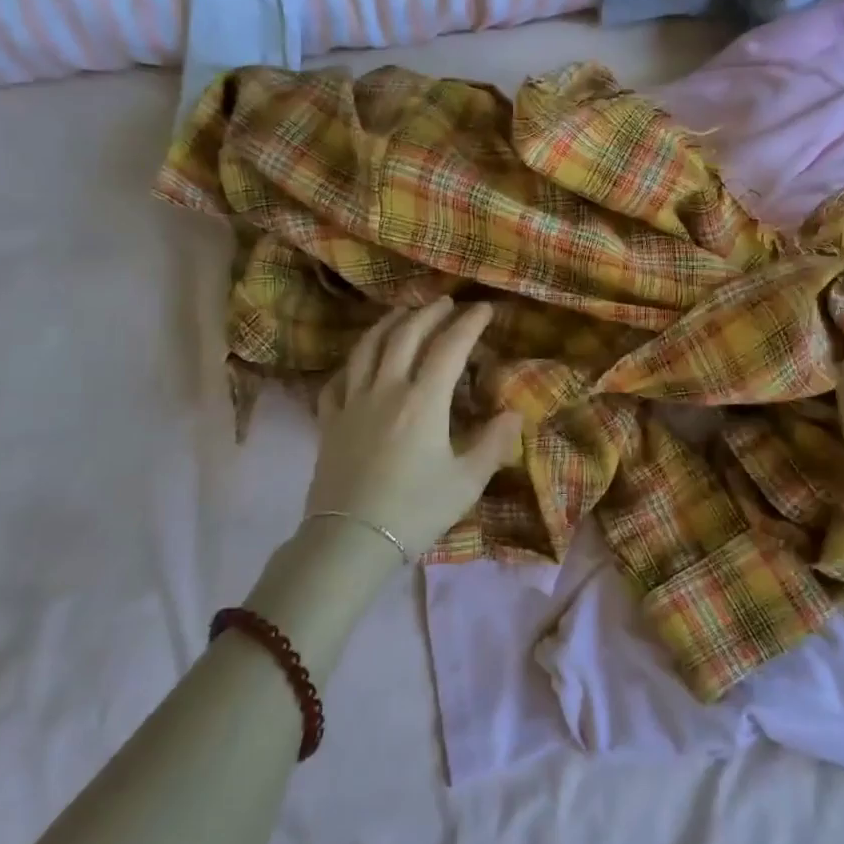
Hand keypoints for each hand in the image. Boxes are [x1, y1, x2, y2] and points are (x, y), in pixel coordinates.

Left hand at [304, 299, 524, 557]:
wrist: (349, 541)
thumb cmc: (414, 510)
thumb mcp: (466, 482)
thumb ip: (493, 444)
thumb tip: (513, 414)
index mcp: (423, 401)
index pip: (449, 347)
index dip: (468, 323)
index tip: (483, 308)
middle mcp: (386, 389)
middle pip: (406, 335)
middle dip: (429, 313)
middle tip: (446, 303)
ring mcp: (352, 402)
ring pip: (368, 348)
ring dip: (389, 324)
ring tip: (403, 313)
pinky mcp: (329, 421)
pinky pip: (338, 379)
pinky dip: (354, 362)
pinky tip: (360, 362)